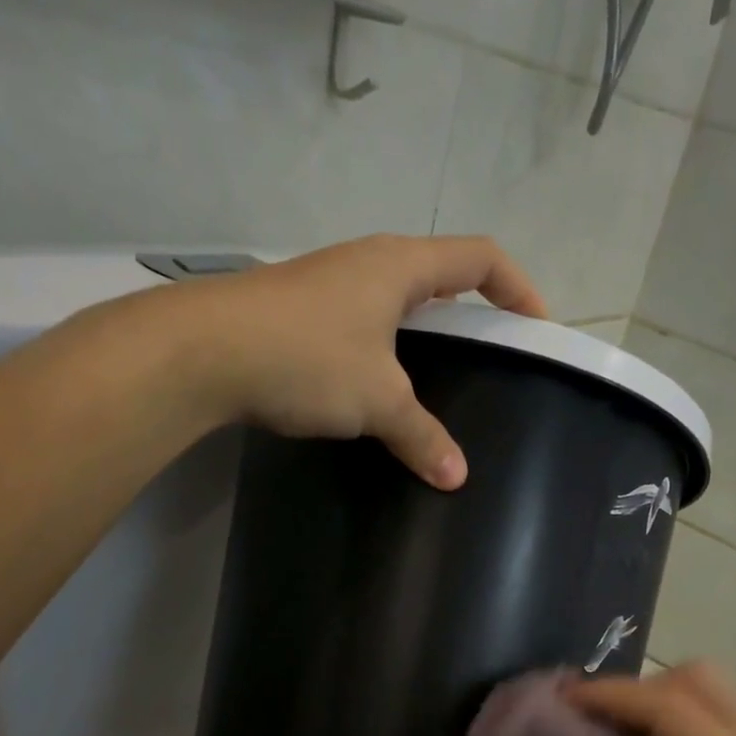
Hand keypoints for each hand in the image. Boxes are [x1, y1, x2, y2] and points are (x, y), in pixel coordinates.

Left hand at [161, 235, 546, 489]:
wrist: (198, 352)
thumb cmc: (305, 357)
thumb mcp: (377, 400)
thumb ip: (422, 436)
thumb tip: (457, 478)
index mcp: (400, 266)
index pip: (480, 258)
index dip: (518, 287)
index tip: (537, 325)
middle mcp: (365, 262)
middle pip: (438, 274)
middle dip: (471, 310)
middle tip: (489, 356)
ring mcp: (327, 283)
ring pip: (393, 300)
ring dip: (422, 331)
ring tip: (437, 379)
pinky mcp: (296, 311)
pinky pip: (359, 322)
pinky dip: (382, 348)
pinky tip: (375, 387)